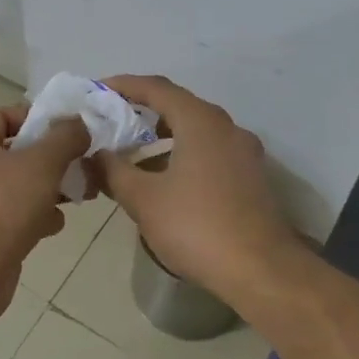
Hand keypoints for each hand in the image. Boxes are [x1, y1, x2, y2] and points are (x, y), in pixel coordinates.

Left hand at [0, 105, 89, 318]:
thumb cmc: (4, 203)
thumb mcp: (42, 162)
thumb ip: (65, 138)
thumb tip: (80, 122)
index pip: (5, 114)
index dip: (38, 118)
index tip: (69, 130)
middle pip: (17, 151)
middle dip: (52, 157)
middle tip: (82, 162)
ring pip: (20, 184)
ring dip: (49, 188)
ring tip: (79, 193)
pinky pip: (16, 213)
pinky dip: (37, 216)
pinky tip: (55, 224)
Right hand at [94, 75, 297, 304]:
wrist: (262, 272)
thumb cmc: (196, 227)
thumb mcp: (142, 198)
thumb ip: (113, 170)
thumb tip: (97, 154)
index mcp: (200, 122)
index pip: (156, 88)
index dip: (123, 85)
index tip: (97, 91)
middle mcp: (226, 128)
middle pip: (178, 106)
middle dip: (141, 110)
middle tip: (110, 120)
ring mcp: (243, 153)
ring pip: (195, 130)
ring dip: (161, 135)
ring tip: (130, 151)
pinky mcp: (250, 178)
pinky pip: (208, 151)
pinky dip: (180, 153)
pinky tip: (161, 179)